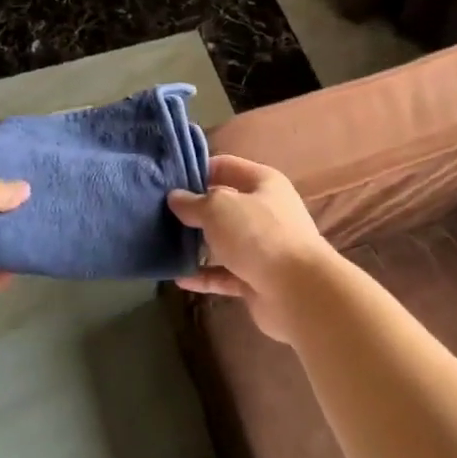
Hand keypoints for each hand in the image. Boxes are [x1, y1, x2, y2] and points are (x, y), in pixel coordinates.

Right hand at [168, 155, 345, 344]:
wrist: (298, 291)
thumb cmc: (258, 235)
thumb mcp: (219, 208)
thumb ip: (194, 202)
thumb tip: (175, 198)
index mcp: (263, 183)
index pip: (225, 166)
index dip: (197, 170)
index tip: (166, 180)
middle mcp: (265, 211)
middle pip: (224, 205)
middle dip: (194, 210)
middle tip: (158, 213)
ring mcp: (262, 247)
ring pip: (223, 241)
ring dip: (198, 244)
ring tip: (164, 244)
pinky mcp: (256, 279)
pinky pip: (224, 274)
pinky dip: (204, 275)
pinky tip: (179, 277)